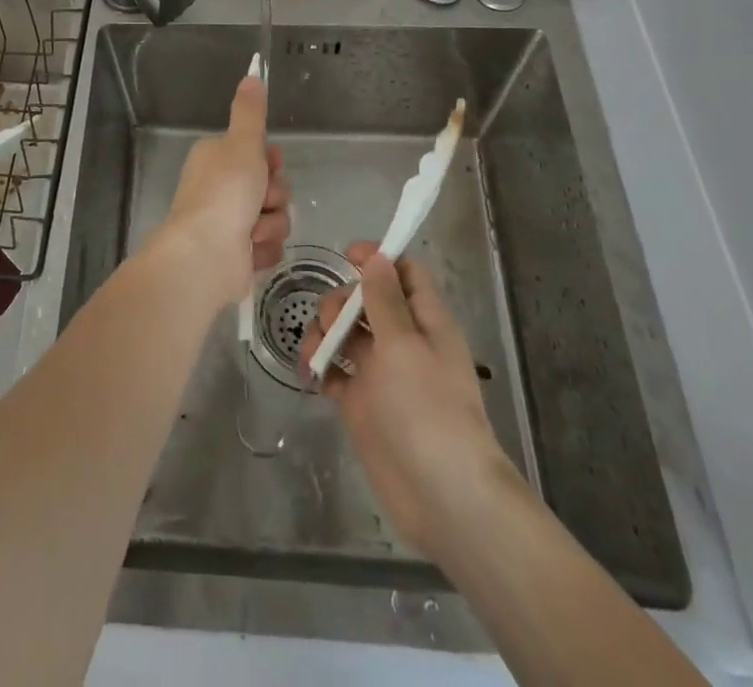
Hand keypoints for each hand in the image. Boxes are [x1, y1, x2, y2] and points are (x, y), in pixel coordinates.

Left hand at [153, 76, 290, 311]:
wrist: (205, 255)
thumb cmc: (224, 193)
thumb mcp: (242, 143)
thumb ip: (250, 112)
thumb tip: (252, 73)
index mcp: (216, 158)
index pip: (258, 153)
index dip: (271, 161)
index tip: (270, 165)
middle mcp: (221, 188)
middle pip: (271, 186)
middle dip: (274, 195)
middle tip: (261, 200)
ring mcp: (229, 223)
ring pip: (275, 217)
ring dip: (271, 224)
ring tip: (253, 231)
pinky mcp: (238, 255)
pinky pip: (269, 246)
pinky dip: (264, 249)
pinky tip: (250, 251)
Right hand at [301, 242, 517, 557]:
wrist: (443, 496)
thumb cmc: (428, 410)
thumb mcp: (405, 345)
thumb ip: (385, 299)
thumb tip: (377, 257)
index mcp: (425, 320)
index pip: (403, 272)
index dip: (378, 258)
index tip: (347, 256)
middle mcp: (403, 341)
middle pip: (366, 299)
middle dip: (341, 300)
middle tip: (330, 321)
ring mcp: (380, 374)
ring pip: (346, 333)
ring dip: (324, 332)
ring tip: (315, 353)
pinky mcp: (361, 404)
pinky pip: (334, 371)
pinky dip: (320, 366)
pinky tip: (309, 373)